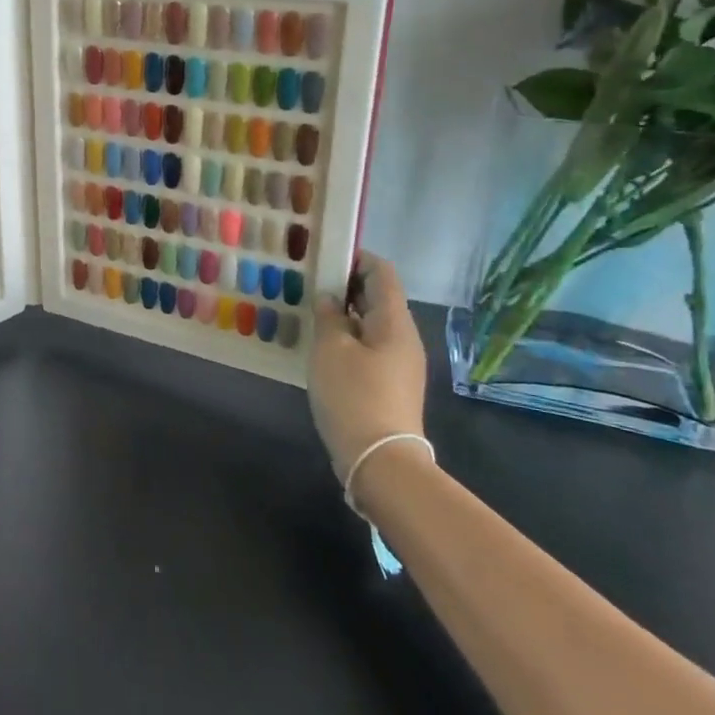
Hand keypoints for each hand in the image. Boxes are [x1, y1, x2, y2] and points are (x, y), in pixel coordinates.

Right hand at [308, 252, 428, 500]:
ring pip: (372, 324)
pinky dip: (348, 337)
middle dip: (346, 285)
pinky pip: (370, 347)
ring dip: (345, 314)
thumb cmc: (353, 395)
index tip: (326, 255)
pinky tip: (323, 346)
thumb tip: (331, 298)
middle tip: (310, 282)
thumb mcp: (330, 350)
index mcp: (394, 321)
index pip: (382, 273)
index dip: (357, 258)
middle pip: (378, 298)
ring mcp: (400, 363)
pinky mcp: (391, 384)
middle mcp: (404, 337)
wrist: (381, 459)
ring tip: (311, 312)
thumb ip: (329, 317)